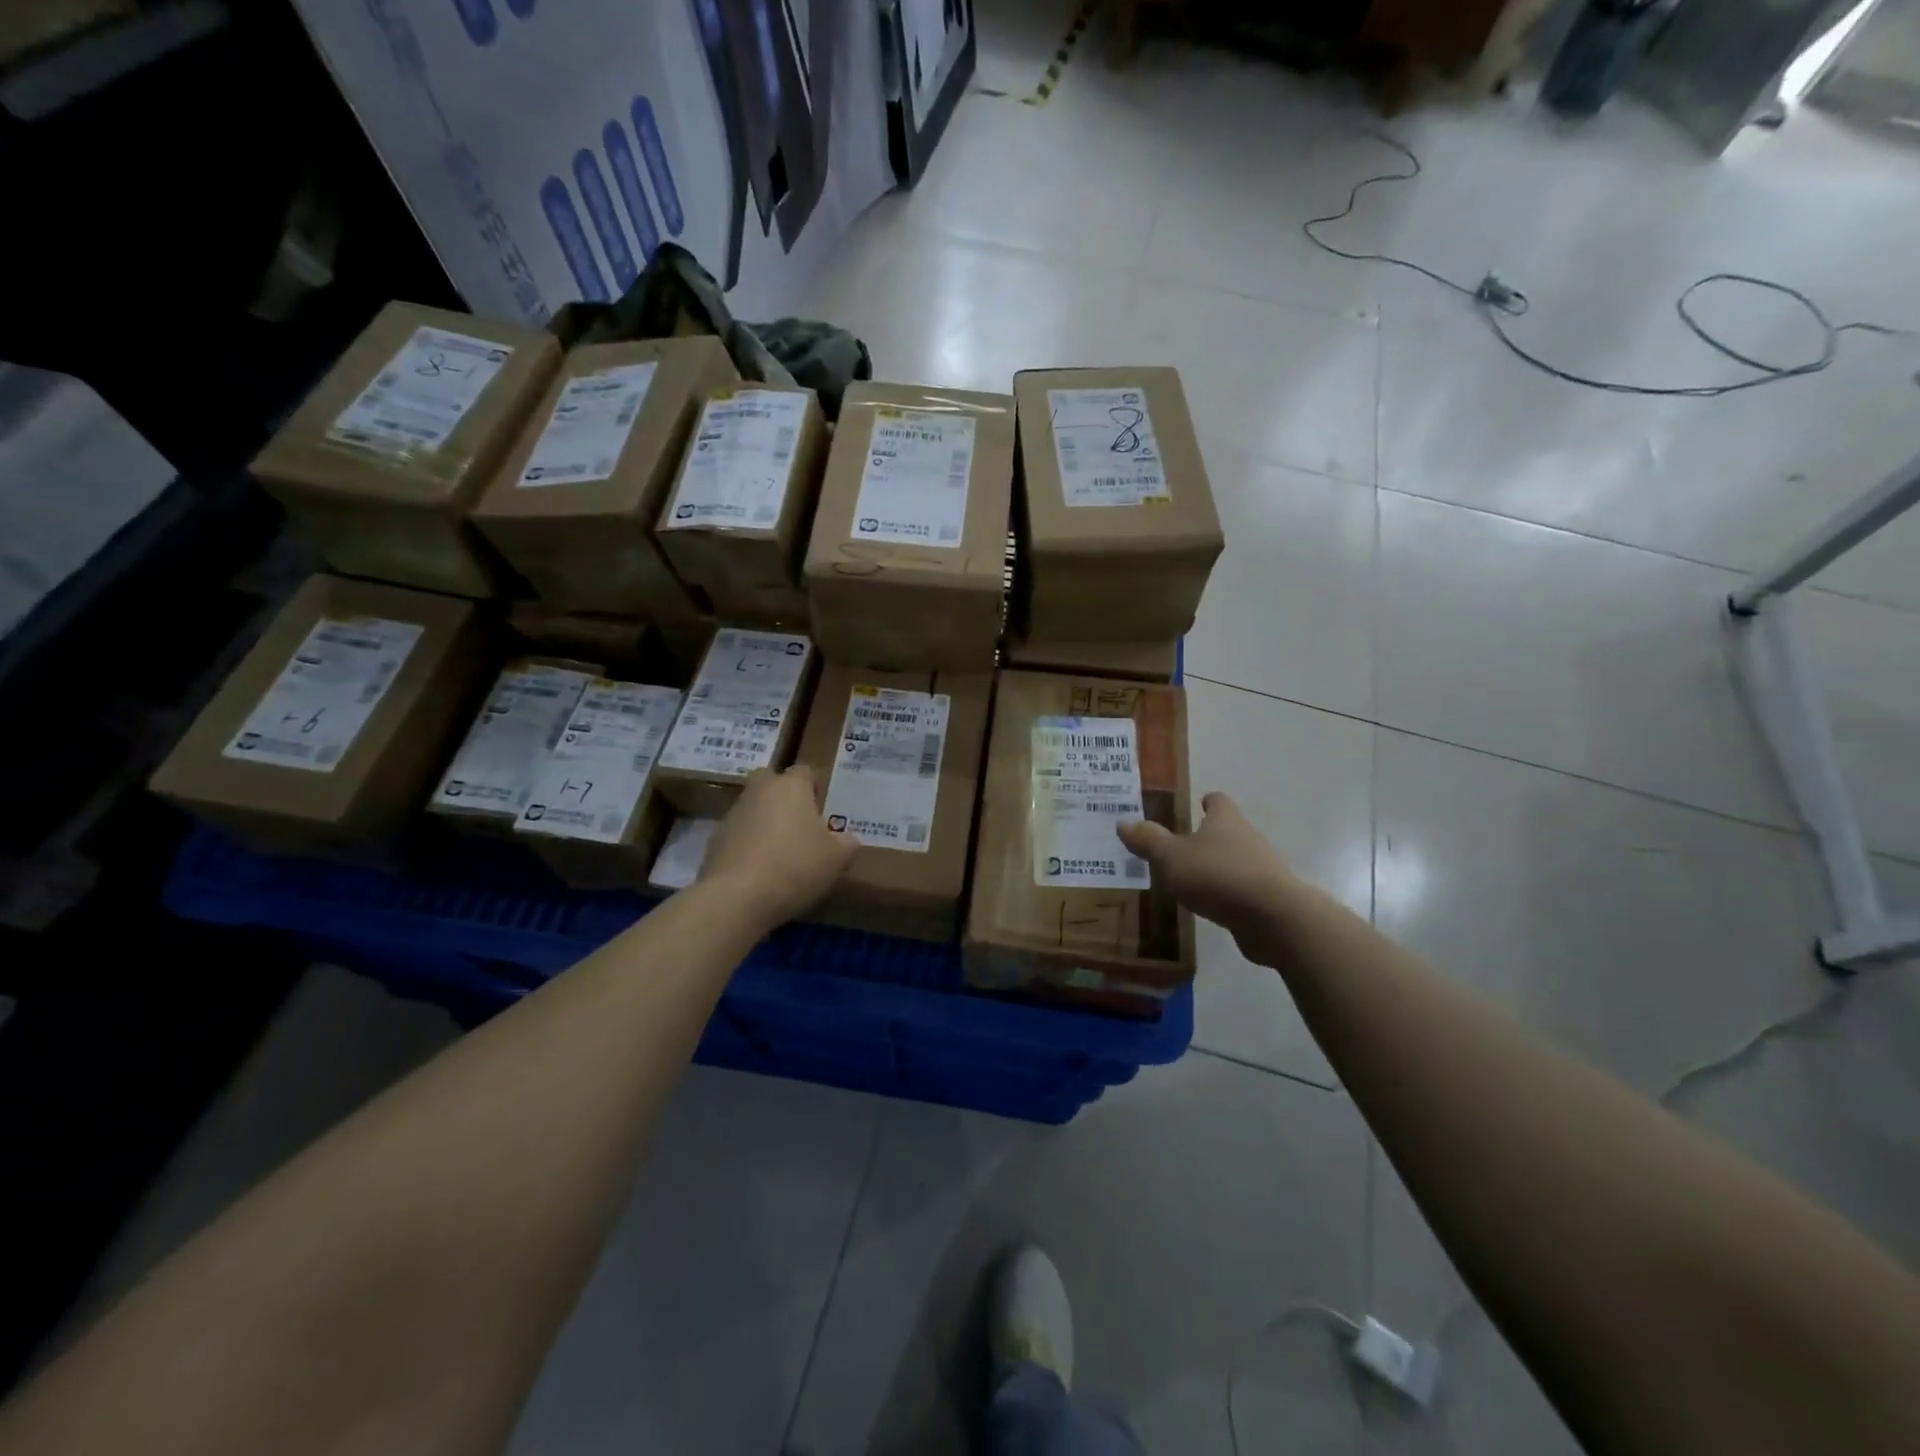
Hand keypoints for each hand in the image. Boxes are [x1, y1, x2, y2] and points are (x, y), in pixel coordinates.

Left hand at [698, 765, 856, 926]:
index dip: (815, 786)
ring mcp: (733, 815)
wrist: (737, 898)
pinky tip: (761, 872)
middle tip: (800, 823)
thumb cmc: (796, 866)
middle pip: (772, 782)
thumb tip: (846, 839)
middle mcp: (759, 791)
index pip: (805, 771)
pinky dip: (749, 846)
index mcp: (791, 787)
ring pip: (753, 808)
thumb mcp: (837, 858)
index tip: (823, 807)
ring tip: (782, 854)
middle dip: (784, 796)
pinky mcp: (715, 841)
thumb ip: (846, 843)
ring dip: (765, 822)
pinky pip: (739, 836)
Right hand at [1118, 793, 1299, 966]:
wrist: (1273, 917)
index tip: (1199, 803)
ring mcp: (1263, 869)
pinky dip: (1229, 894)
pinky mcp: (1269, 899)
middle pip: (1229, 830)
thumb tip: (1123, 823)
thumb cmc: (1217, 875)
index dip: (1208, 801)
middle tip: (1182, 847)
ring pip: (1237, 861)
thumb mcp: (1171, 857)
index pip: (1219, 801)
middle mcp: (1248, 838)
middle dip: (1209, 837)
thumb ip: (1148, 841)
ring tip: (1193, 880)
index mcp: (1225, 821)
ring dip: (1219, 867)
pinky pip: (1244, 890)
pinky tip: (1213, 906)